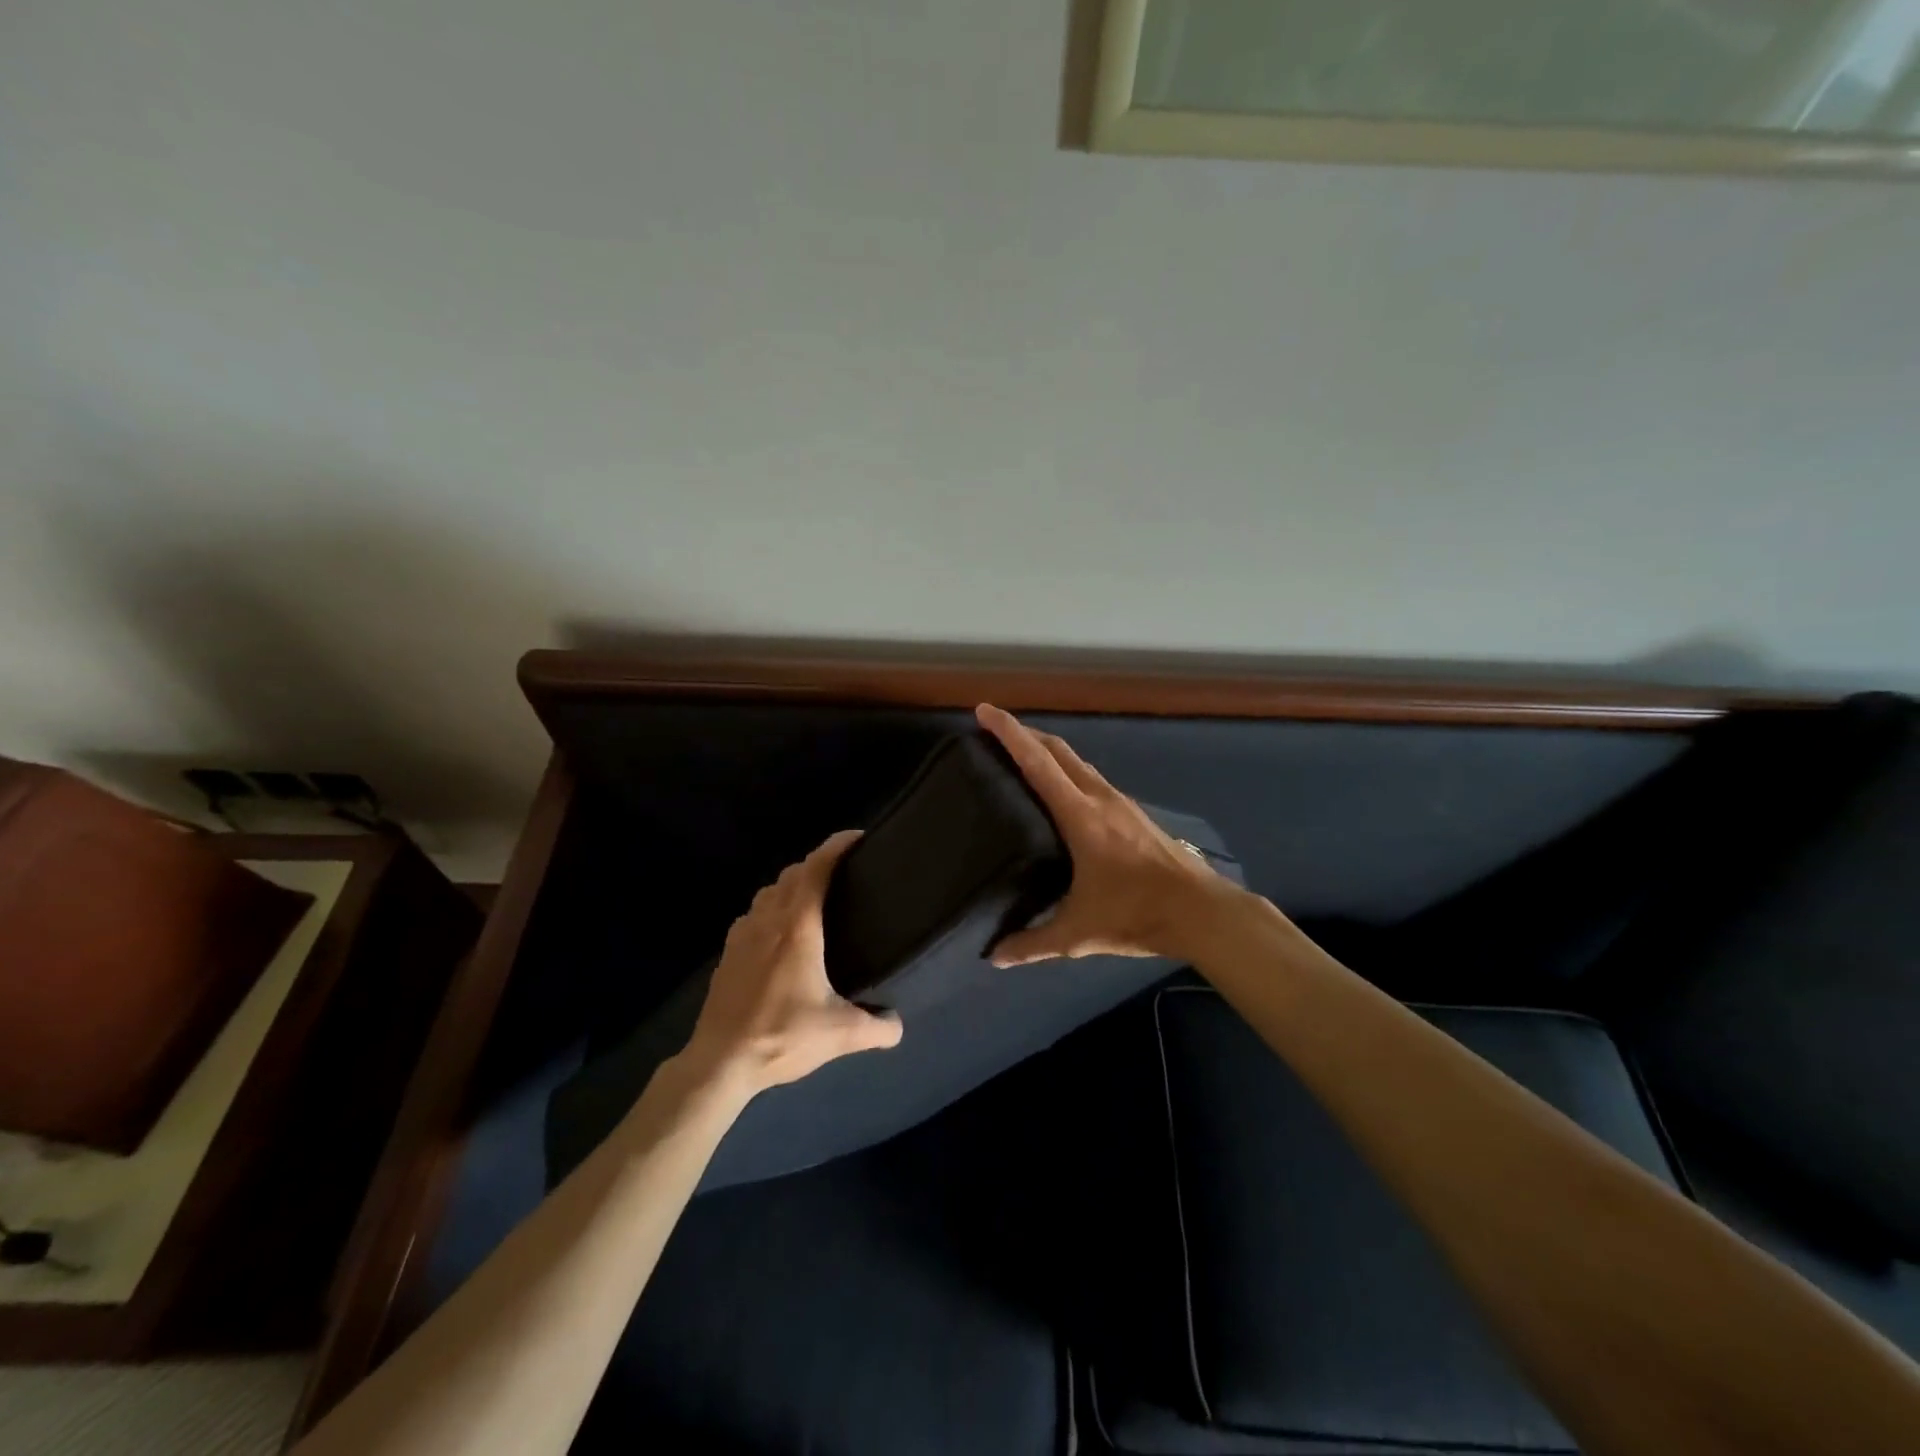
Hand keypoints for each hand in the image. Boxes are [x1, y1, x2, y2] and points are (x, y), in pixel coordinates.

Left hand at [685, 830, 902, 1092]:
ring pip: (768, 891)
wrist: (720, 1062)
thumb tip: (898, 1025)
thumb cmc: (781, 1036)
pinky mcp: (728, 953)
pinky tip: (779, 933)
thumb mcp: (840, 1034)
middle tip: (842, 872)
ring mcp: (742, 935)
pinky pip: (753, 914)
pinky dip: (770, 908)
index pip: (816, 869)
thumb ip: (877, 1027)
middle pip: (792, 874)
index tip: (856, 837)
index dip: (836, 846)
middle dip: (817, 863)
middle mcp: (768, 920)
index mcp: (797, 927)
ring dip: (791, 884)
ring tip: (812, 899)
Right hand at [976, 703, 1235, 965]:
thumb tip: (995, 957)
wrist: (1202, 911)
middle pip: (1058, 750)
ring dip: (1048, 750)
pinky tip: (1062, 792)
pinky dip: (1067, 770)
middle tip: (995, 730)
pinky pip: (1091, 778)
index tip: (985, 710)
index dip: (1010, 733)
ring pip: (1077, 762)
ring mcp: (1120, 803)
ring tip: (1022, 756)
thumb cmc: (1137, 914)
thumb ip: (1034, 942)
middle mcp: (1100, 798)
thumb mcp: (1079, 933)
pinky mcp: (1133, 813)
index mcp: (1081, 816)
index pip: (1038, 763)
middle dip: (1025, 732)